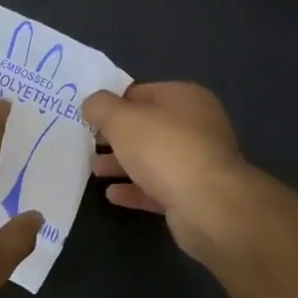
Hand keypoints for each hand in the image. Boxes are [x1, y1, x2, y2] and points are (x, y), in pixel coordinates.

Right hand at [82, 82, 248, 262]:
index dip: (112, 103)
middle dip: (116, 136)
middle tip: (89, 144)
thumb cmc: (164, 149)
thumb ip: (100, 106)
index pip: (140, 92)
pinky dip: (135, 188)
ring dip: (122, 163)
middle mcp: (196, 125)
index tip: (88, 117)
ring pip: (151, 158)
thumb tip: (92, 105)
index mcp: (185, 98)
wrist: (209, 205)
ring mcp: (198, 161)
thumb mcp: (121, 118)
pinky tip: (113, 194)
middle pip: (146, 127)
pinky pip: (158, 186)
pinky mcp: (195, 194)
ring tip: (94, 170)